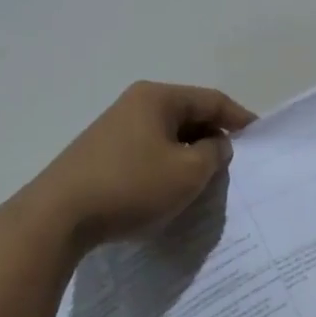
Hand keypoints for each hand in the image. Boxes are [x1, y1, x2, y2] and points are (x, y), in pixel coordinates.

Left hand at [15, 81, 256, 253]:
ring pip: (166, 135)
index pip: (211, 99)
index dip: (239, 117)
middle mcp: (134, 104)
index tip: (259, 137)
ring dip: (188, 154)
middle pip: (188, 114)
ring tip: (203, 180)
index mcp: (157, 98)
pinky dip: (165, 165)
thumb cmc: (131, 186)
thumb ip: (213, 153)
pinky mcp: (99, 154)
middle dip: (212, 137)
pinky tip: (167, 189)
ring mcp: (113, 128)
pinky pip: (146, 151)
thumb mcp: (188, 172)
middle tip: (231, 163)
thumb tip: (215, 144)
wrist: (56, 218)